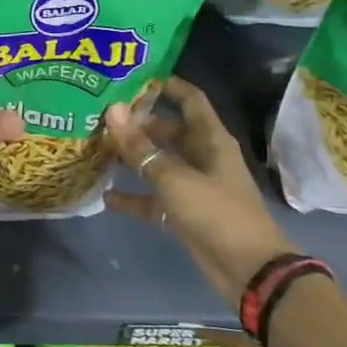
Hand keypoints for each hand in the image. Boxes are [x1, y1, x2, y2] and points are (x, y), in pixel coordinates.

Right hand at [104, 77, 296, 305]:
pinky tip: (105, 196)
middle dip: (137, 123)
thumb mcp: (175, 177)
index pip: (189, 99)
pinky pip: (153, 199)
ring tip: (96, 147)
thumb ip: (141, 147)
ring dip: (132, 158)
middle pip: (168, 130)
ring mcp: (193, 185)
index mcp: (210, 139)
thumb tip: (112, 109)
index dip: (166, 85)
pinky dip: (133, 197)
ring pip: (158, 163)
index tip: (132, 76)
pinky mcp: (184, 213)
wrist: (249, 271)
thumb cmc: (217, 213)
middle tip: (101, 114)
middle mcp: (202, 156)